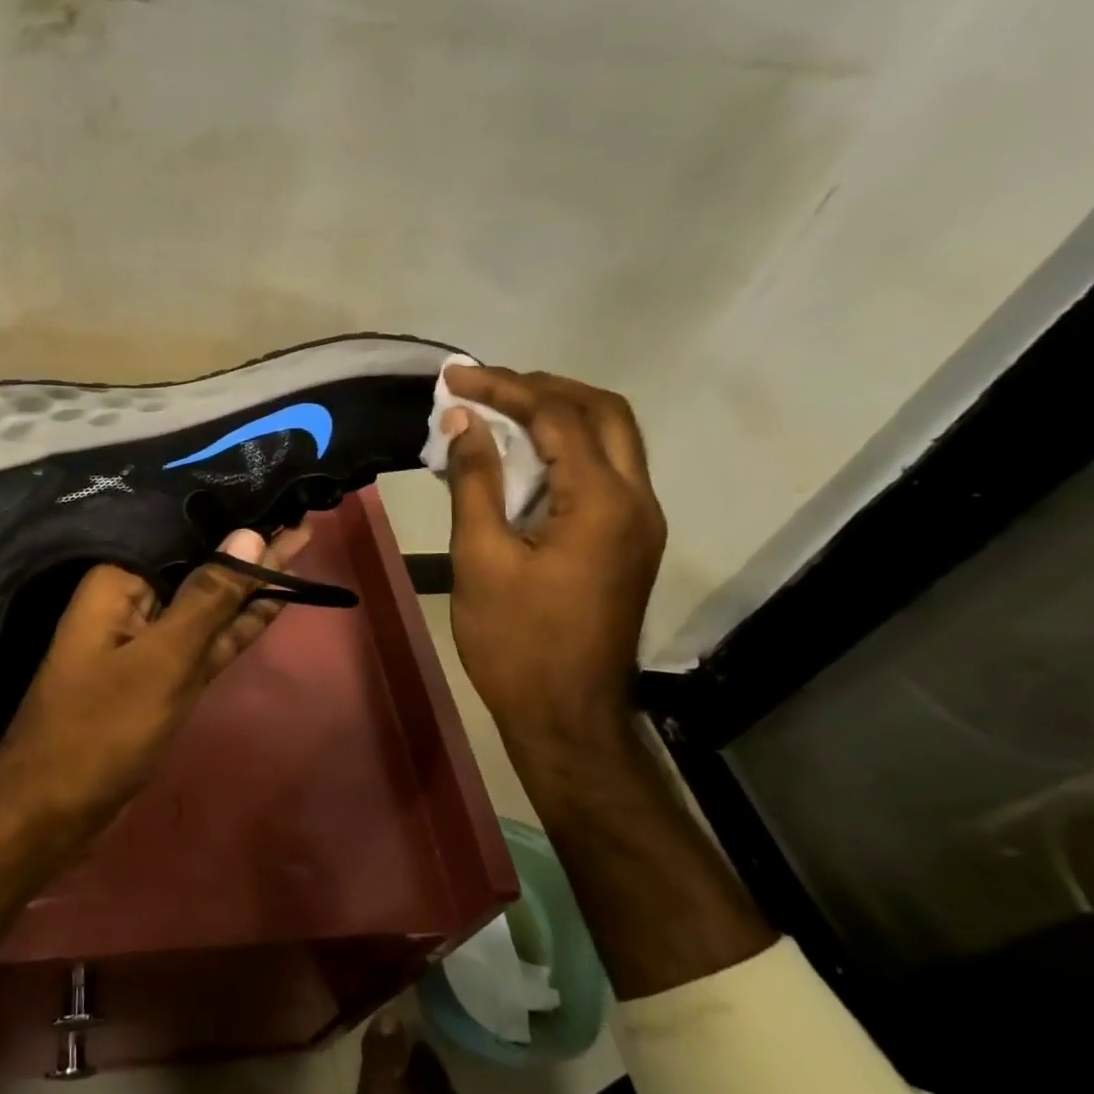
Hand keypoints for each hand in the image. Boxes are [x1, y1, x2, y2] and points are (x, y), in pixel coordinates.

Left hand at [0, 522, 313, 840]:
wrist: (53, 810)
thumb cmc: (101, 727)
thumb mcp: (164, 660)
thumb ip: (209, 597)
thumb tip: (251, 535)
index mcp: (119, 579)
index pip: (182, 531)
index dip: (231, 513)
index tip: (276, 489)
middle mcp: (134, 598)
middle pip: (200, 563)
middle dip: (250, 543)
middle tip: (303, 508)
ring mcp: (152, 638)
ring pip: (210, 601)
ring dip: (253, 579)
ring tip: (301, 536)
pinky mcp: (164, 671)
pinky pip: (208, 637)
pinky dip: (239, 622)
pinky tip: (276, 597)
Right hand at [442, 367, 665, 738]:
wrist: (566, 717)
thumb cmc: (516, 642)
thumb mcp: (481, 558)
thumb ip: (476, 481)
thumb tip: (463, 422)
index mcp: (602, 503)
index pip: (557, 417)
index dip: (503, 388)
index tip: (454, 377)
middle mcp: (636, 502)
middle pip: (603, 413)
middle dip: (542, 388)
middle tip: (486, 387)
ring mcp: (639, 523)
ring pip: (612, 440)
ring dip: (558, 414)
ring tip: (499, 411)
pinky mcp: (628, 542)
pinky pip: (604, 472)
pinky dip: (565, 449)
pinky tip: (521, 458)